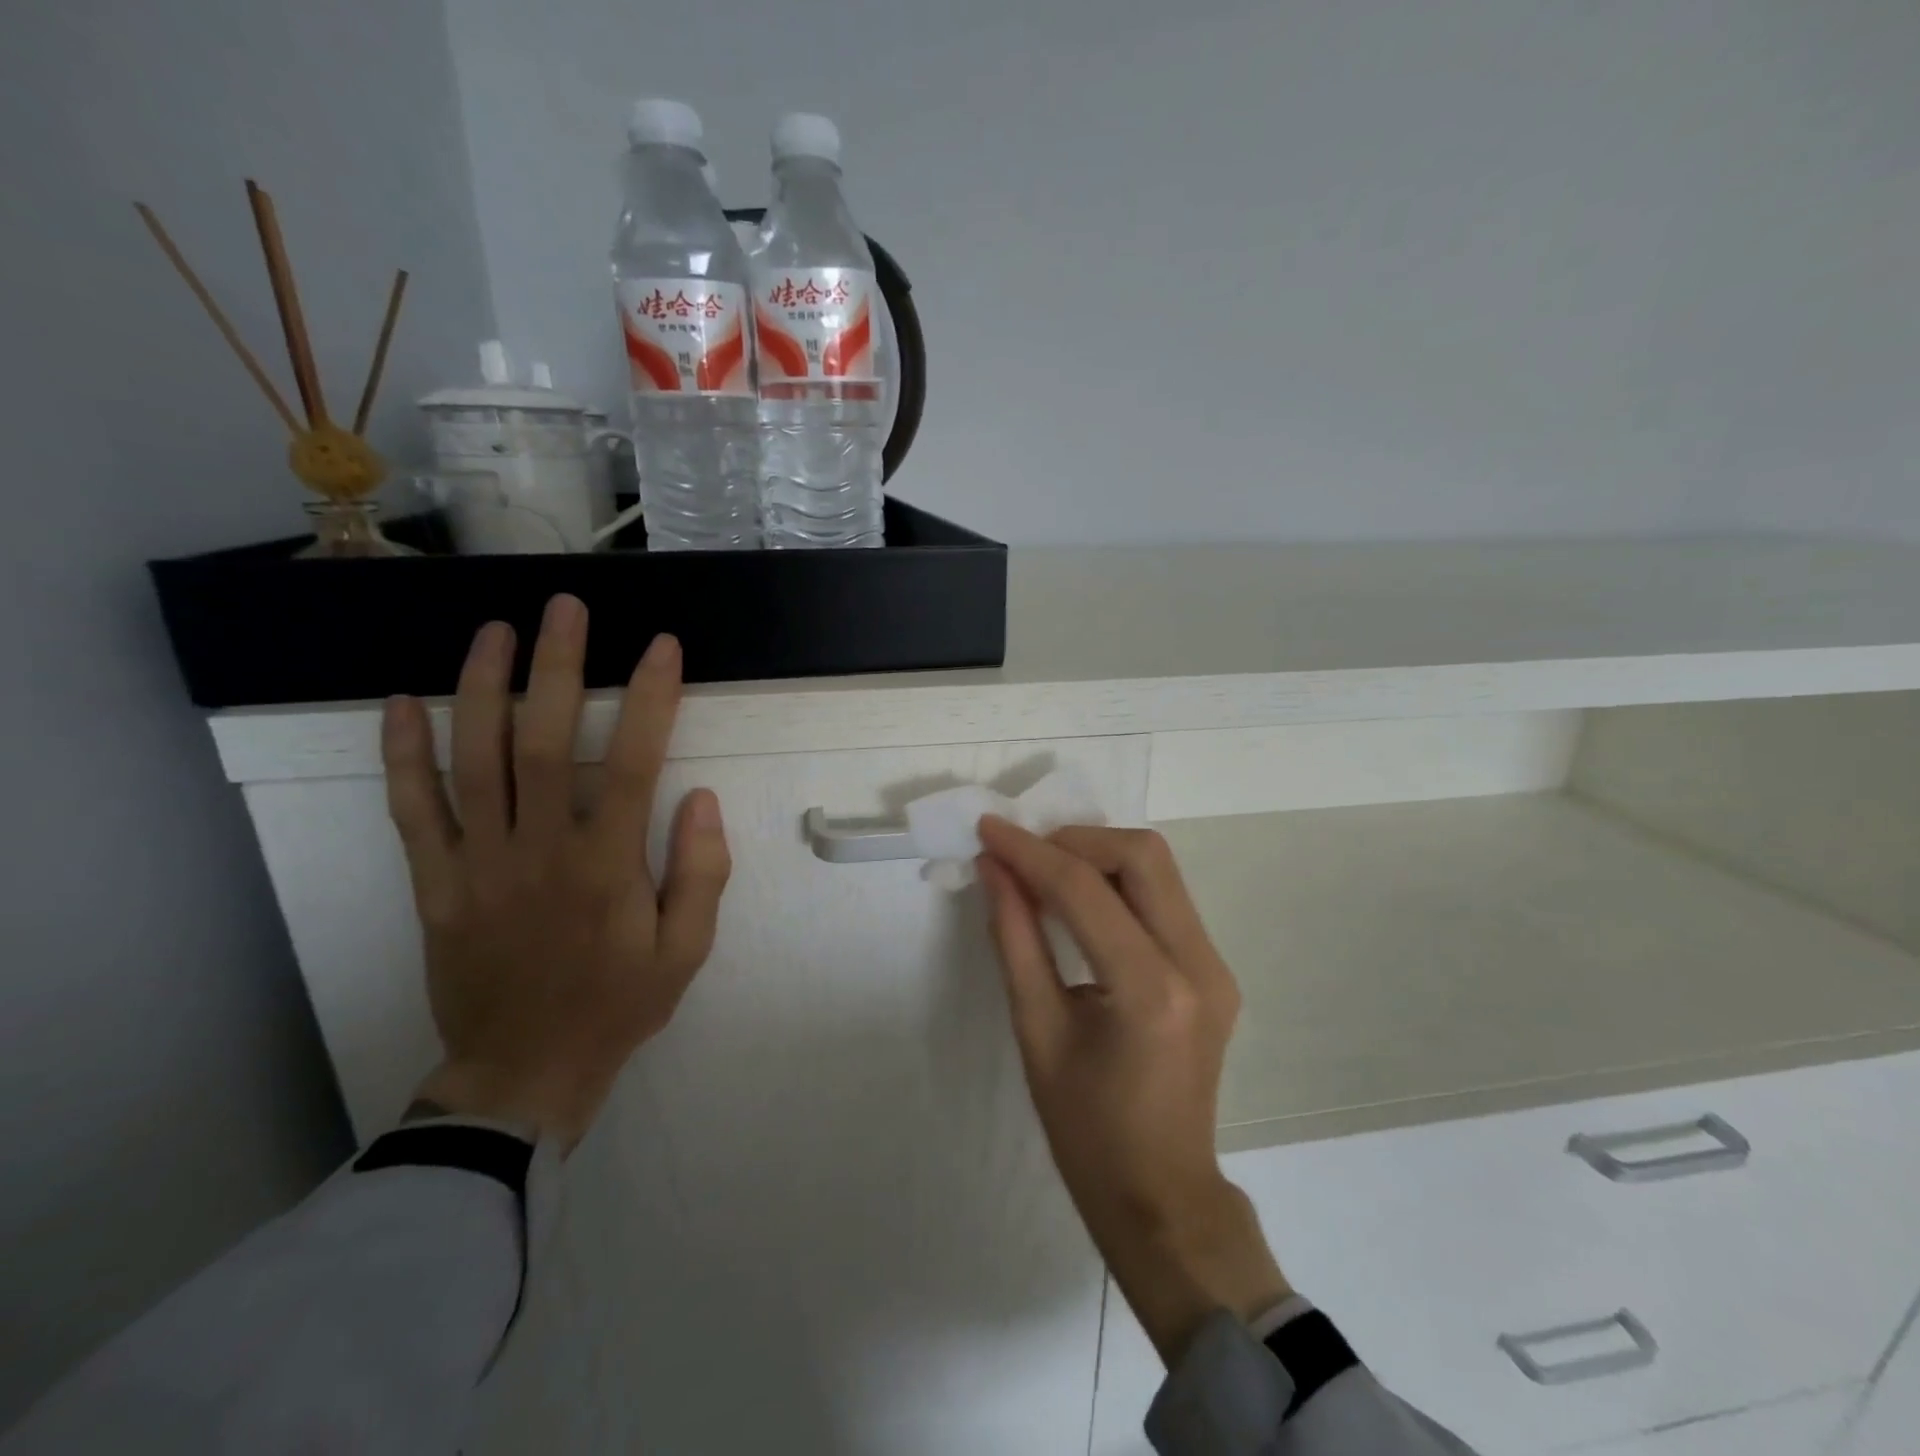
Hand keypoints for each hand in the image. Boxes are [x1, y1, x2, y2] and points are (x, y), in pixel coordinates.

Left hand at [380, 594, 730, 1150]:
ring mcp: (477, 865)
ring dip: (481, 688)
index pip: (632, 764)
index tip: (662, 647)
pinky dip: (402, 755)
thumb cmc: (617, 1006)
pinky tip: (401, 703)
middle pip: (542, 742)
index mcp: (606, 869)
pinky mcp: (434, 884)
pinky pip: (412, 811)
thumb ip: (702, 874)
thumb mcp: (687, 952)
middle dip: (557, 666)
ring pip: (472, 761)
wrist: (523, 1074)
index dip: (650, 699)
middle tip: (566, 607)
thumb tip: (701, 799)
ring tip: (494, 629)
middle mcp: (538, 852)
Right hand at [977, 819, 1290, 1364]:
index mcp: (1150, 991)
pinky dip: (1118, 883)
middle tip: (1025, 854)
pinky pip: (1165, 899)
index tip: (987, 829)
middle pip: (1143, 856)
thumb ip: (1015, 938)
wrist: (1161, 1196)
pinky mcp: (1215, 971)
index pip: (1085, 891)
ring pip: (1159, 870)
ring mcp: (1216, 966)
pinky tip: (1080, 902)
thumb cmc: (1086, 1132)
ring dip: (1098, 855)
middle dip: (1076, 840)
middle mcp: (1198, 965)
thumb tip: (994, 869)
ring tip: (1044, 872)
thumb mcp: (1036, 1031)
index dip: (1030, 851)